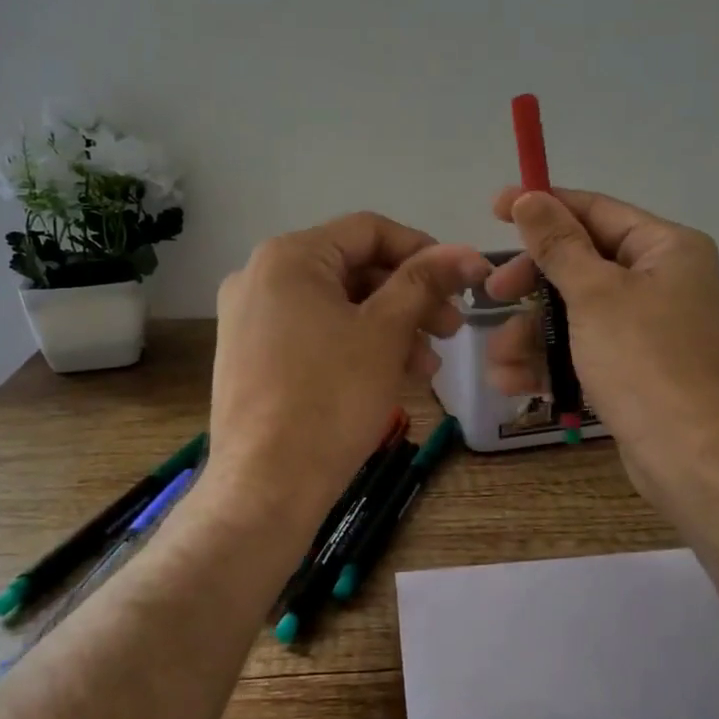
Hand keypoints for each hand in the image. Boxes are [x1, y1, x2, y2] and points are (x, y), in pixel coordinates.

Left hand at [209, 212, 489, 538]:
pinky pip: (314, 333)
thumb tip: (468, 254)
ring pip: (336, 306)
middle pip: (353, 269)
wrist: (266, 487)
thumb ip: (426, 282)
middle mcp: (260, 276)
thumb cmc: (331, 398)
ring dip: (389, 327)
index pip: (369, 230)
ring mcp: (250, 319)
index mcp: (288, 257)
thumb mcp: (386, 333)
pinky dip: (355, 346)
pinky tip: (390, 376)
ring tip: (426, 366)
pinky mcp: (251, 357)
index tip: (462, 283)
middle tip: (451, 329)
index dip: (423, 250)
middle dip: (409, 297)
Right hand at [484, 187, 718, 505]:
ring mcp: (649, 327)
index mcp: (666, 248)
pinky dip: (550, 362)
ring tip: (499, 361)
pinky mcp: (635, 368)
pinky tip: (513, 382)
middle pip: (580, 263)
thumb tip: (528, 196)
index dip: (543, 207)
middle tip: (492, 295)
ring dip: (531, 334)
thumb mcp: (594, 294)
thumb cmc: (644, 361)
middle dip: (531, 284)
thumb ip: (557, 244)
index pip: (596, 210)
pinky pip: (584, 350)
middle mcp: (662, 280)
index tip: (494, 209)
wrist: (691, 457)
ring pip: (575, 313)